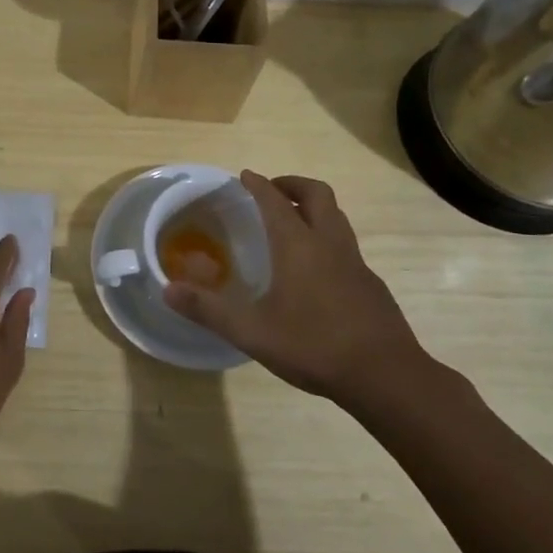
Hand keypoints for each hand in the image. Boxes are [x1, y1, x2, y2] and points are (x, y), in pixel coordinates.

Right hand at [162, 171, 440, 420]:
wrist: (386, 376)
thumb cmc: (314, 346)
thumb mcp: (251, 332)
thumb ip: (208, 310)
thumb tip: (167, 289)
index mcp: (299, 246)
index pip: (275, 201)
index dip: (258, 185)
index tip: (245, 176)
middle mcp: (330, 244)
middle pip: (317, 195)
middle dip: (292, 185)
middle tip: (272, 191)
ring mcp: (356, 263)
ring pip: (337, 218)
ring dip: (314, 209)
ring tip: (293, 224)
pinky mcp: (371, 285)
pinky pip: (346, 246)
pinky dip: (327, 240)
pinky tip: (316, 271)